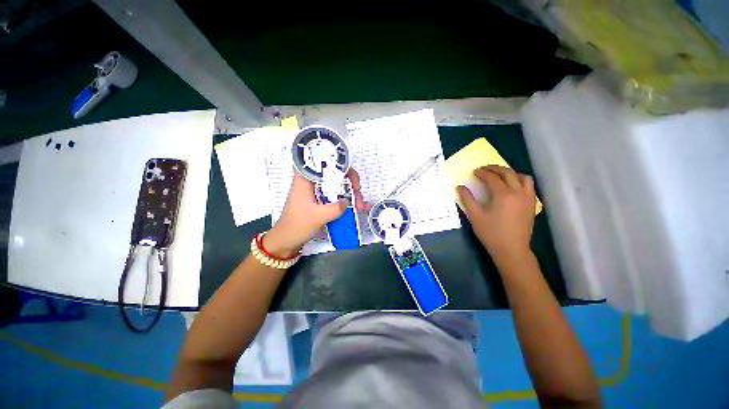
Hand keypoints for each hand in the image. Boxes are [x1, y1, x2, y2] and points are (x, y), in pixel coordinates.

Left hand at [264, 168, 366, 257]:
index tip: (351, 178)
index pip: (324, 161)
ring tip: (359, 205)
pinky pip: (337, 195)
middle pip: (335, 173)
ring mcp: (317, 191)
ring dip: (351, 193)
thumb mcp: (317, 216)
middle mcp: (312, 181)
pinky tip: (357, 207)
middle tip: (358, 194)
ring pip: (338, 185)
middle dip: (350, 182)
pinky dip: (347, 200)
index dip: (341, 166)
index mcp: (305, 178)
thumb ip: (335, 208)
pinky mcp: (321, 200)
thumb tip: (348, 201)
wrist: (287, 240)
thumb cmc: (296, 225)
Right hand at [457, 165, 535, 263]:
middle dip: (495, 168)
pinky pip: (529, 186)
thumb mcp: (475, 216)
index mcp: (503, 195)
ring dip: (510, 173)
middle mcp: (518, 192)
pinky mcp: (532, 204)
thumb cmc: (491, 233)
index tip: (474, 172)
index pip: (492, 178)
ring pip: (523, 177)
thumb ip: (467, 199)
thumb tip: (459, 187)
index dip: (482, 173)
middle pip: (508, 173)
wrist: (512, 250)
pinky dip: (520, 181)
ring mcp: (528, 198)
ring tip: (500, 175)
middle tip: (484, 169)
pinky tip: (512, 187)